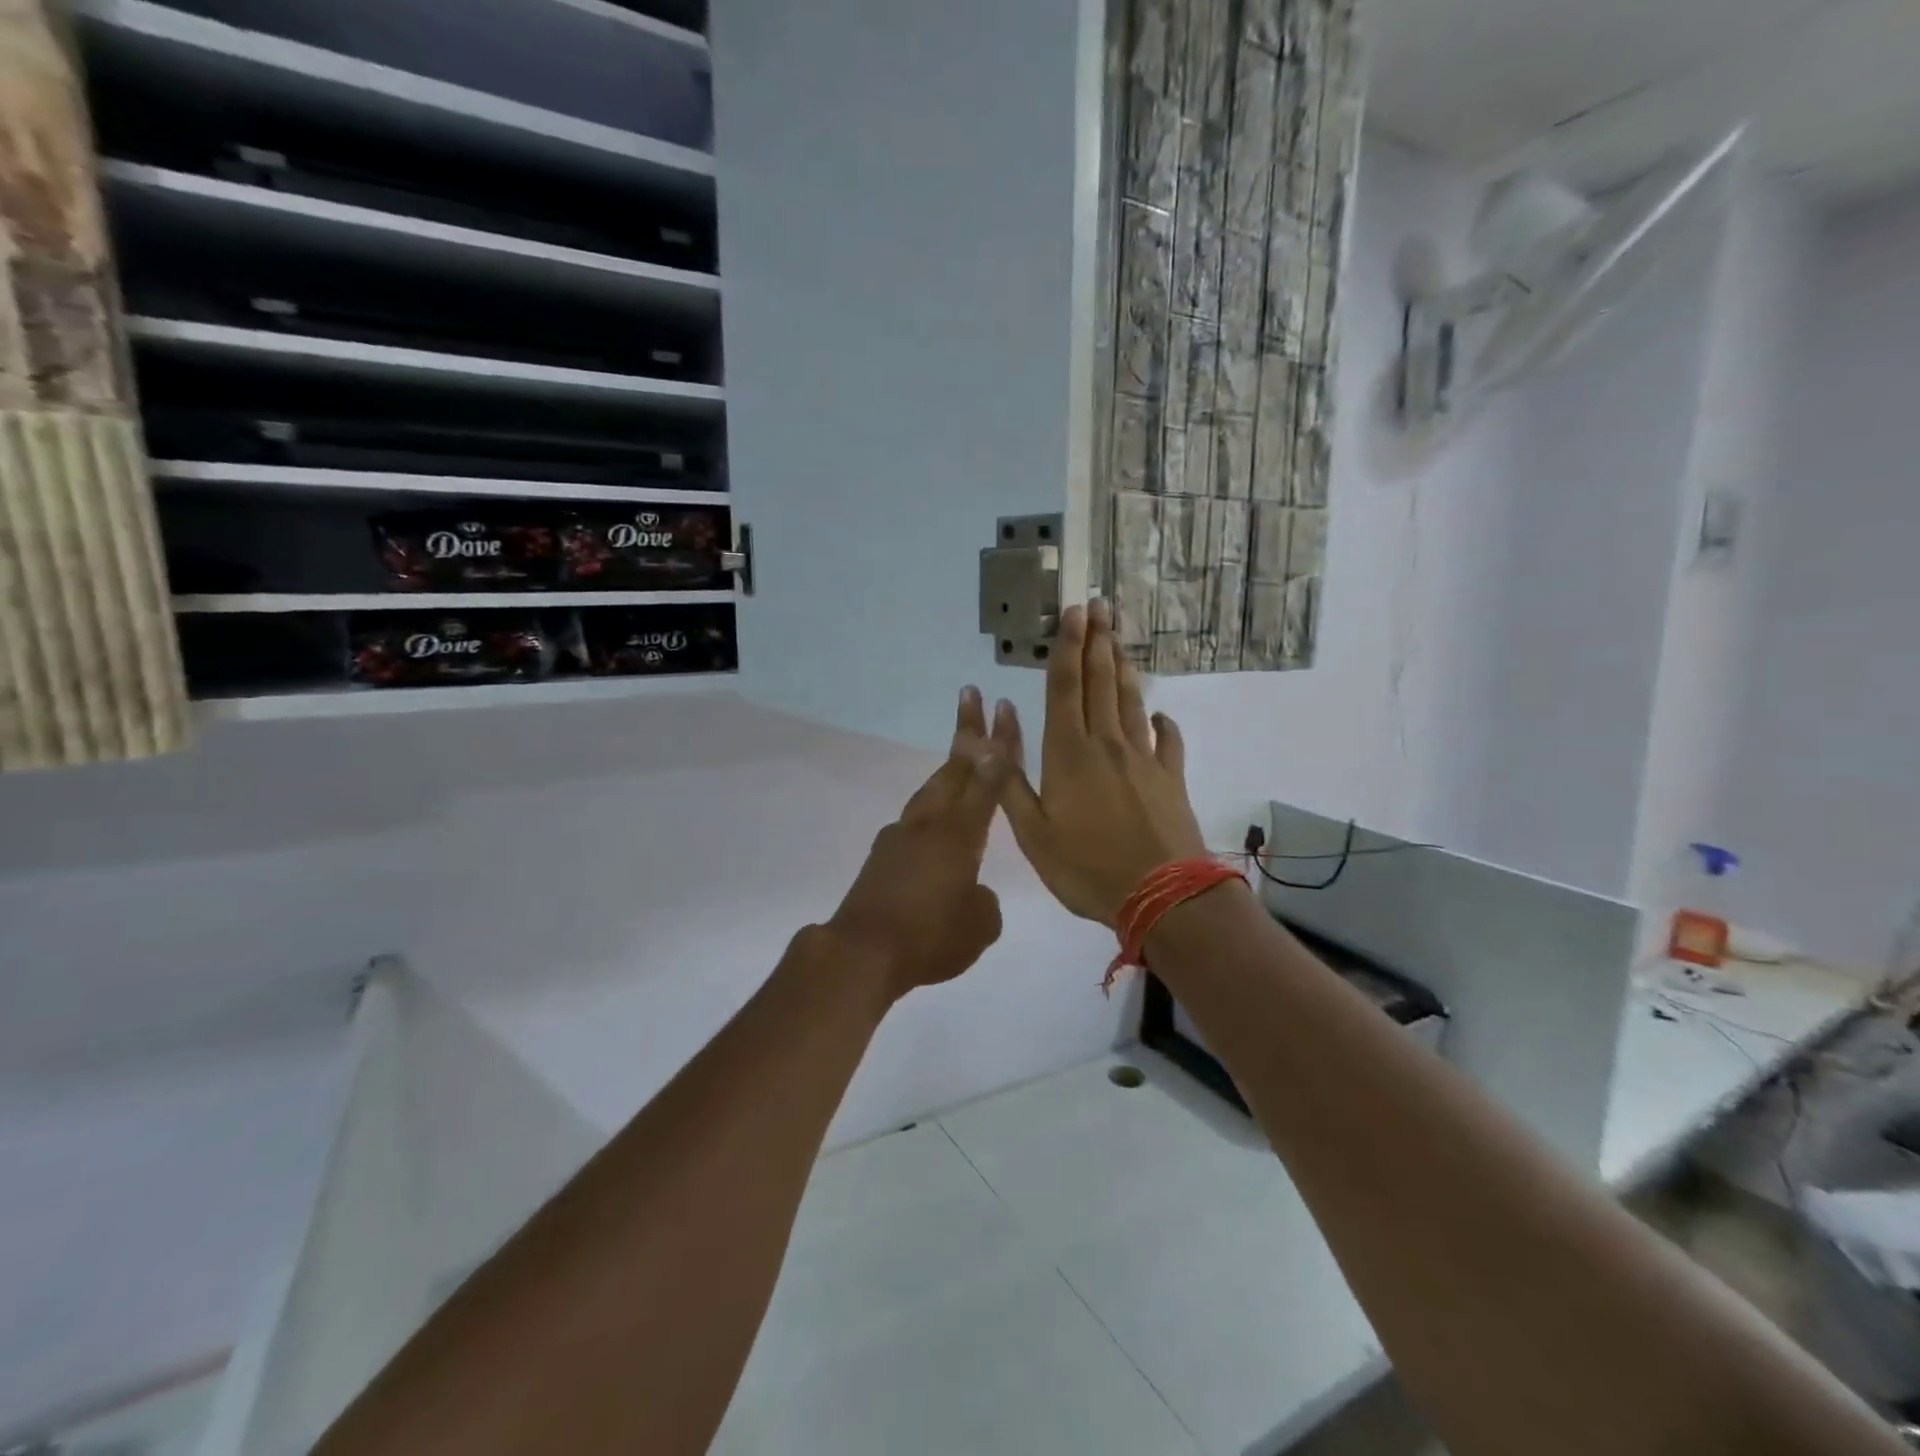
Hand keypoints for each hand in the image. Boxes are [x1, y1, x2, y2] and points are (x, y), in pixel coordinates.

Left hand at [827, 687, 1005, 999]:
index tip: (1003, 711)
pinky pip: (915, 819)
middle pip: (953, 767)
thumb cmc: (930, 937)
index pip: (988, 781)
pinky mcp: (882, 854)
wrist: (862, 951)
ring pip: (931, 789)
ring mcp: (901, 836)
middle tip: (972, 696)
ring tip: (961, 750)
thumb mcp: (979, 926)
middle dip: (968, 730)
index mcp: (960, 835)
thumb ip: (984, 901)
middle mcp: (930, 824)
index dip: (1000, 746)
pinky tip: (934, 827)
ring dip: (949, 766)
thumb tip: (973, 892)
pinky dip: (931, 807)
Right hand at [991, 601, 1206, 926]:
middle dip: (1098, 641)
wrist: (1161, 895)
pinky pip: (1167, 739)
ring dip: (1123, 667)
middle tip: (1100, 606)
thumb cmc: (1086, 867)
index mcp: (1068, 753)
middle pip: (1101, 682)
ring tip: (1119, 639)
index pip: (1066, 687)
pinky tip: (1158, 711)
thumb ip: (1010, 778)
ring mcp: (1144, 758)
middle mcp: (1106, 743)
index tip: (1073, 613)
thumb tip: (999, 723)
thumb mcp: (1031, 832)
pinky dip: (1162, 721)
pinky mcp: (1171, 777)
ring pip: (1130, 701)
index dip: (1068, 647)